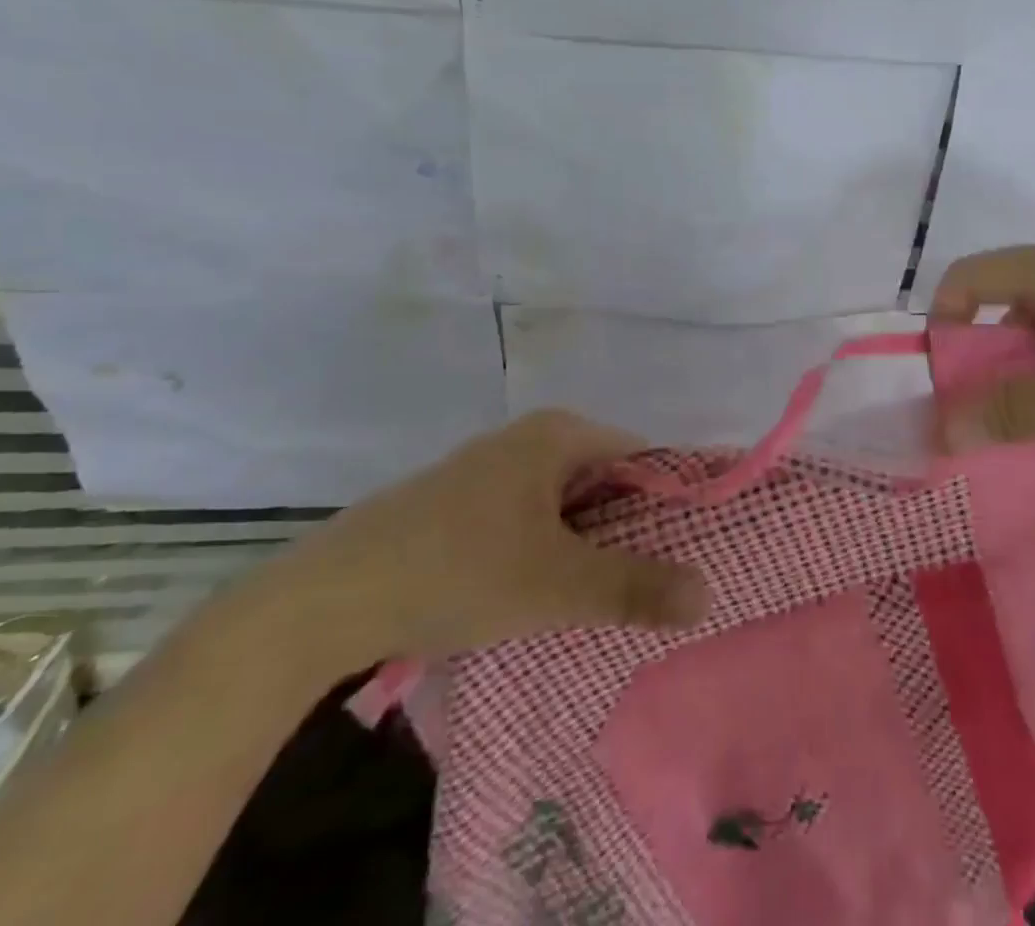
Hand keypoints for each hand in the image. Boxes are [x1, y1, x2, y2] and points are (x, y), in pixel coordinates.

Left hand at [266, 411, 708, 672]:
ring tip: (598, 595)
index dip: (670, 502)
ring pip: (564, 504)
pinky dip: (546, 550)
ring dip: (585, 545)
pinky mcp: (460, 503)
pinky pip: (528, 518)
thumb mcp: (559, 585)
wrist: (326, 600)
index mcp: (559, 434)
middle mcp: (528, 438)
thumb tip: (708, 594)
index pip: (642, 457)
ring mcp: (490, 469)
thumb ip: (637, 588)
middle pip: (604, 480)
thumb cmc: (459, 571)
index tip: (684, 552)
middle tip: (646, 583)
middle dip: (627, 530)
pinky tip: (538, 593)